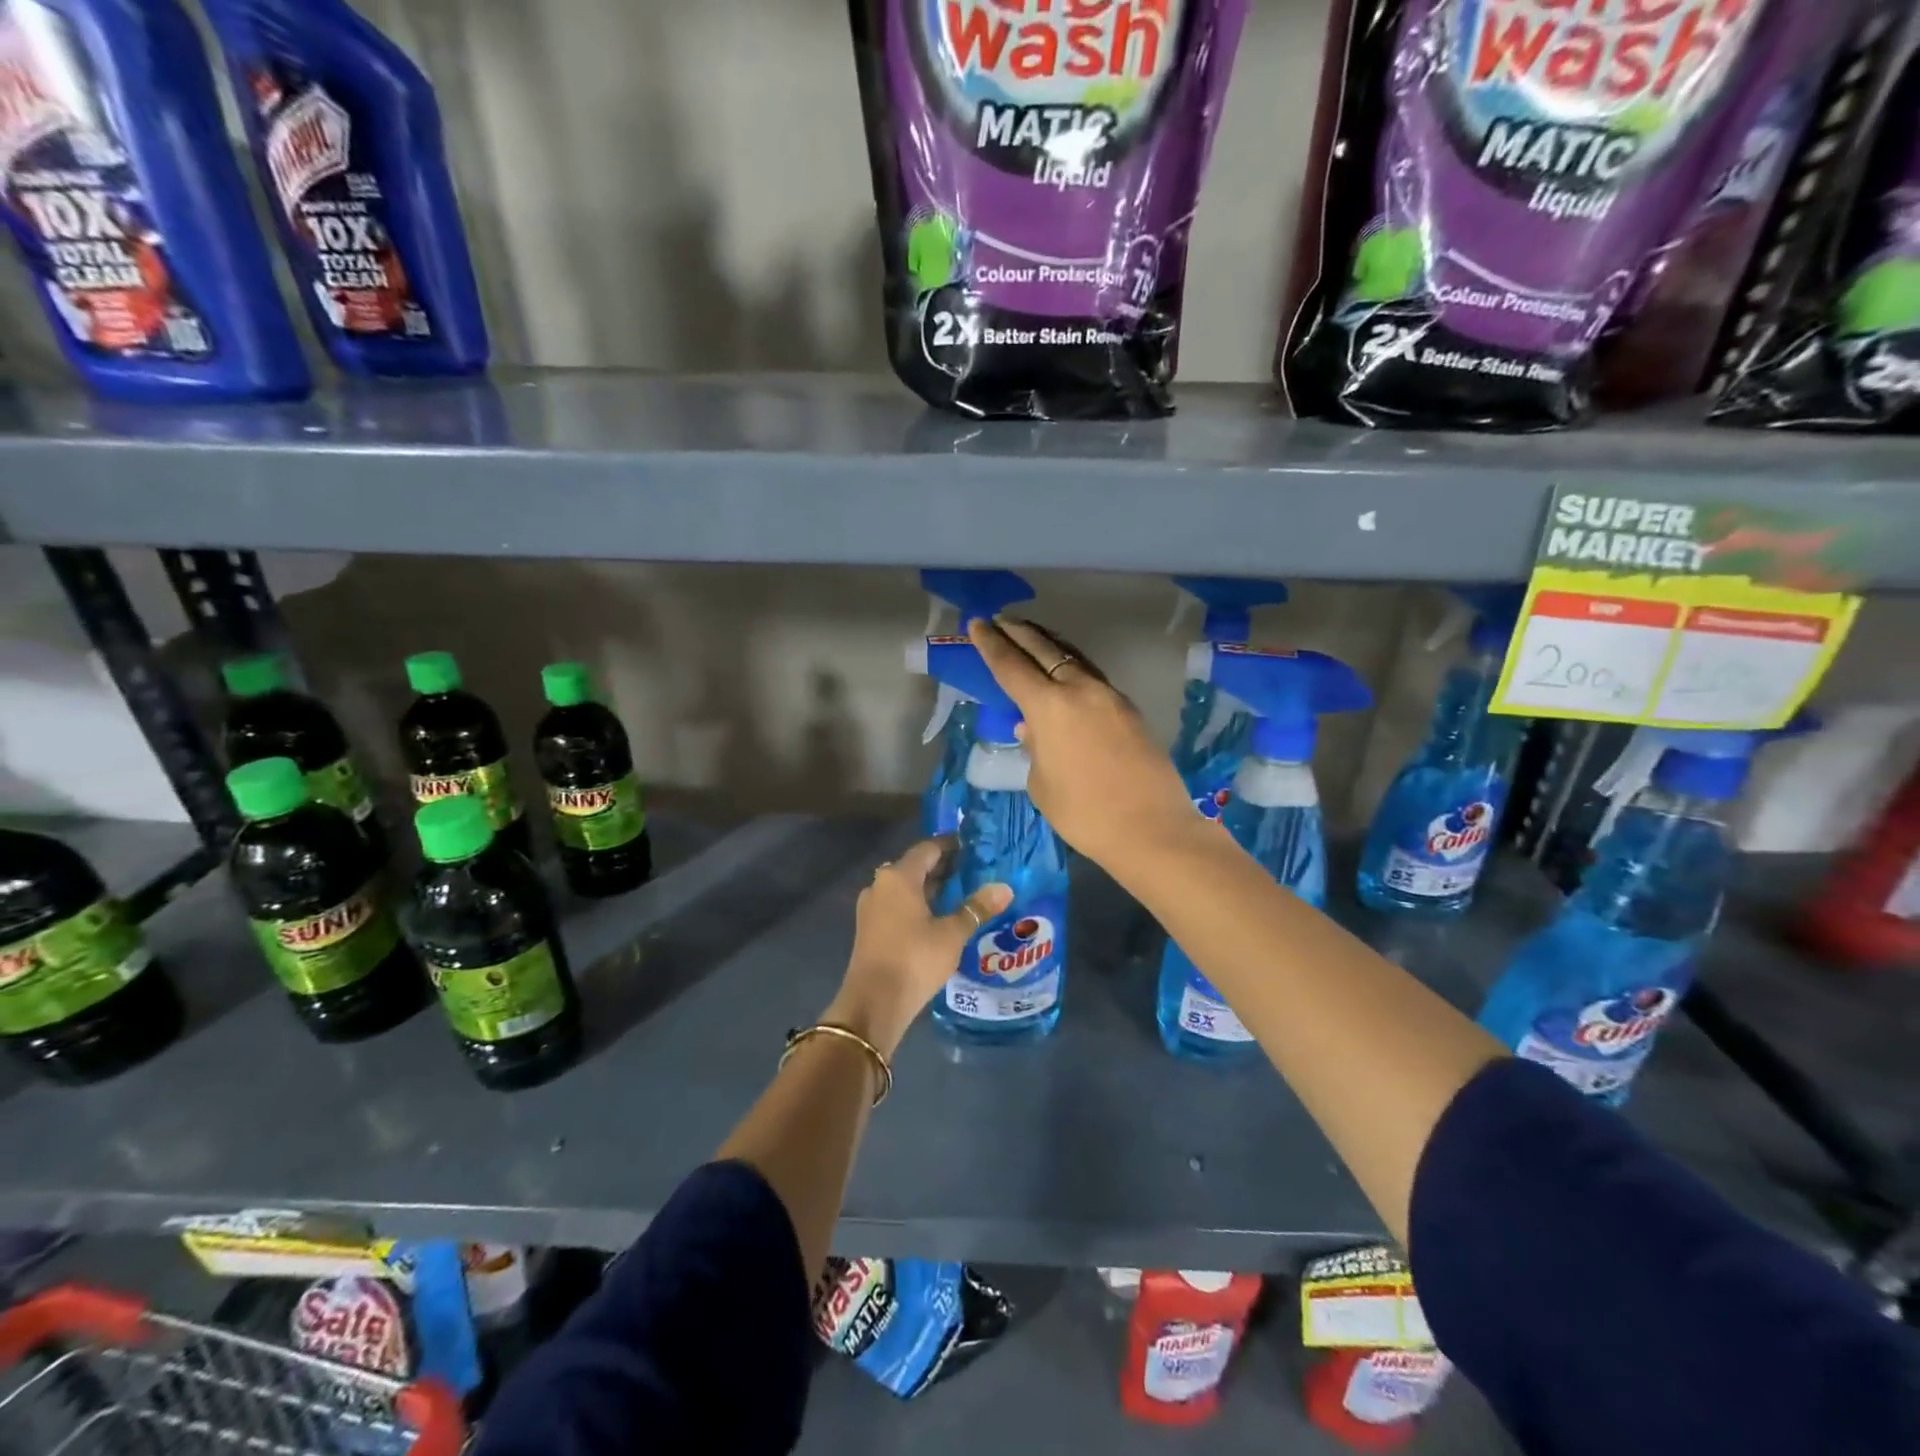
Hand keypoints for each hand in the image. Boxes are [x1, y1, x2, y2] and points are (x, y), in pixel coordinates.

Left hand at [826, 837, 1010, 1056]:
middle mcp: (880, 885)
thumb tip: (1005, 888)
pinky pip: (898, 905)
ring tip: (963, 893)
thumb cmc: (915, 959)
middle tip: (975, 870)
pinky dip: (919, 905)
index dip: (951, 845)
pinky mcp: (870, 929)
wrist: (874, 1003)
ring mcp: (872, 908)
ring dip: (932, 888)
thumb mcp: (952, 934)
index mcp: (898, 877)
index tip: (974, 847)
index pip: (928, 848)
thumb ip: (977, 908)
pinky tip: (941, 917)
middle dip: (944, 867)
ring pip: (906, 888)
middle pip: (915, 866)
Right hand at [968, 617, 1198, 867]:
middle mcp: (1080, 690)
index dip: (991, 645)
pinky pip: (1092, 678)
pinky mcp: (1129, 710)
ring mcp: (1110, 697)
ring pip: (1073, 659)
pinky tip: (1065, 676)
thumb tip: (1032, 728)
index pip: (1012, 667)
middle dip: (1019, 633)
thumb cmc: (1084, 813)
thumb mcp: (1042, 784)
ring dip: (1049, 646)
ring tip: (1031, 638)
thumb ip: (1034, 749)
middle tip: (1001, 620)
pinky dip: (1072, 668)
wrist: (1151, 828)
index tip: (978, 624)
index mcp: (1050, 707)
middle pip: (1044, 650)